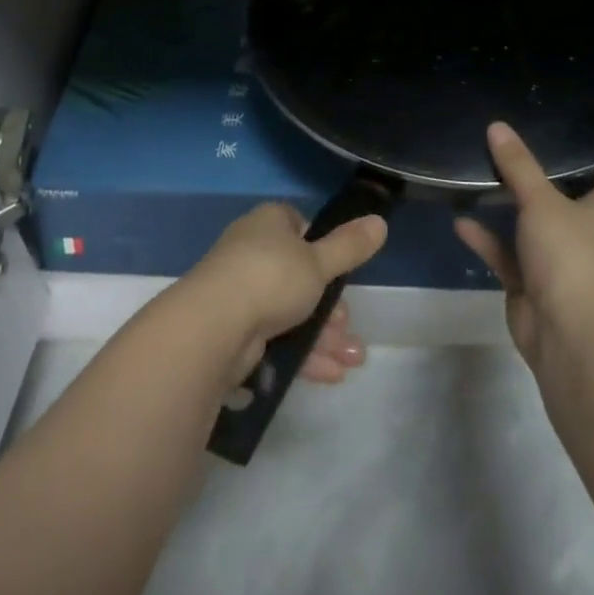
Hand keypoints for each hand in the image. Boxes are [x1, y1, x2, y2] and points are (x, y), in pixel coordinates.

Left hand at [179, 203, 387, 387]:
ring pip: (290, 311)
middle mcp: (252, 252)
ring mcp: (241, 292)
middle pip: (298, 275)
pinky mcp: (235, 330)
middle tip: (348, 325)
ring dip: (323, 335)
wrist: (213, 327)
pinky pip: (276, 339)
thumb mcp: (319, 262)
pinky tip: (330, 373)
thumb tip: (380, 221)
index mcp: (269, 223)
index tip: (340, 270)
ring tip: (353, 360)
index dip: (321, 247)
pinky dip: (303, 354)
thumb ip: (350, 246)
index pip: (298, 226)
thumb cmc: (270, 277)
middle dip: (330, 305)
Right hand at [455, 122, 593, 366]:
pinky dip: (485, 238)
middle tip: (544, 134)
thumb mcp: (542, 204)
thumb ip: (519, 167)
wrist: (566, 336)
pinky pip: (505, 253)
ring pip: (533, 222)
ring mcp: (556, 259)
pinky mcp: (530, 282)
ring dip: (511, 202)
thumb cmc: (570, 259)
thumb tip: (497, 127)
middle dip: (562, 170)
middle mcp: (583, 232)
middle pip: (575, 194)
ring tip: (486, 169)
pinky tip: (460, 220)